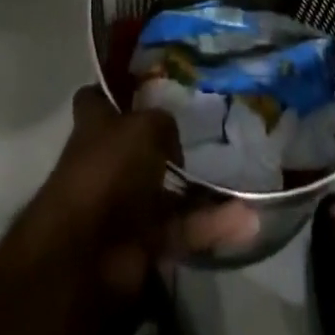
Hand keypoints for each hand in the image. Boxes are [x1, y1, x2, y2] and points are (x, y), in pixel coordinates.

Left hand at [27, 88, 258, 294]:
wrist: (86, 253)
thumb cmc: (107, 169)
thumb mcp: (143, 126)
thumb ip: (162, 122)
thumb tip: (171, 141)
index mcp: (94, 124)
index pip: (99, 97)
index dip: (118, 88)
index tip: (149, 80)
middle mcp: (106, 160)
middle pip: (138, 144)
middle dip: (169, 141)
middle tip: (210, 128)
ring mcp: (124, 203)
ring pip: (167, 192)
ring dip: (201, 191)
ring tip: (242, 179)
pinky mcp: (142, 242)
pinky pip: (181, 229)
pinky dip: (210, 226)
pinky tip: (248, 220)